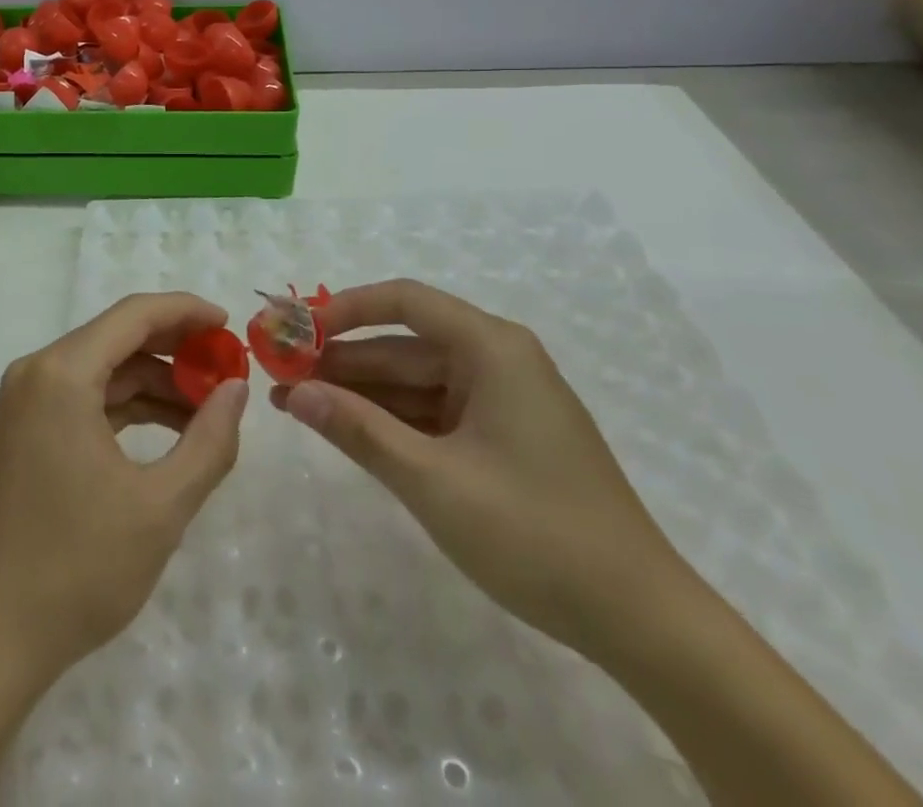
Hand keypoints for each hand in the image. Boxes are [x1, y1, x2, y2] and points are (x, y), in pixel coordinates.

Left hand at [0, 292, 248, 685]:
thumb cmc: (77, 568)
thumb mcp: (160, 507)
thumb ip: (209, 441)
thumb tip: (236, 389)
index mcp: (62, 373)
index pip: (134, 315)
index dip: (187, 312)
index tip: (231, 326)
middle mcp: (37, 373)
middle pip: (118, 338)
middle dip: (176, 349)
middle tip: (228, 370)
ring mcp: (26, 403)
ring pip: (103, 369)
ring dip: (155, 382)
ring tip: (208, 410)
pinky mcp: (26, 432)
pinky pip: (86, 398)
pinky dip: (128, 407)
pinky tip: (168, 431)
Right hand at [273, 279, 687, 657]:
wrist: (642, 623)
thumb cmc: (536, 534)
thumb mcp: (433, 481)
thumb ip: (358, 430)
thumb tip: (291, 394)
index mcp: (492, 348)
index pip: (404, 301)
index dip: (344, 309)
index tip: (295, 329)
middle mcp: (497, 360)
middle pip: (403, 344)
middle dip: (341, 360)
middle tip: (280, 374)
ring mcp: (501, 400)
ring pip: (414, 381)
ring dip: (359, 393)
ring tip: (295, 404)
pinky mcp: (501, 436)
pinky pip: (433, 413)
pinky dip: (390, 420)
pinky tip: (345, 429)